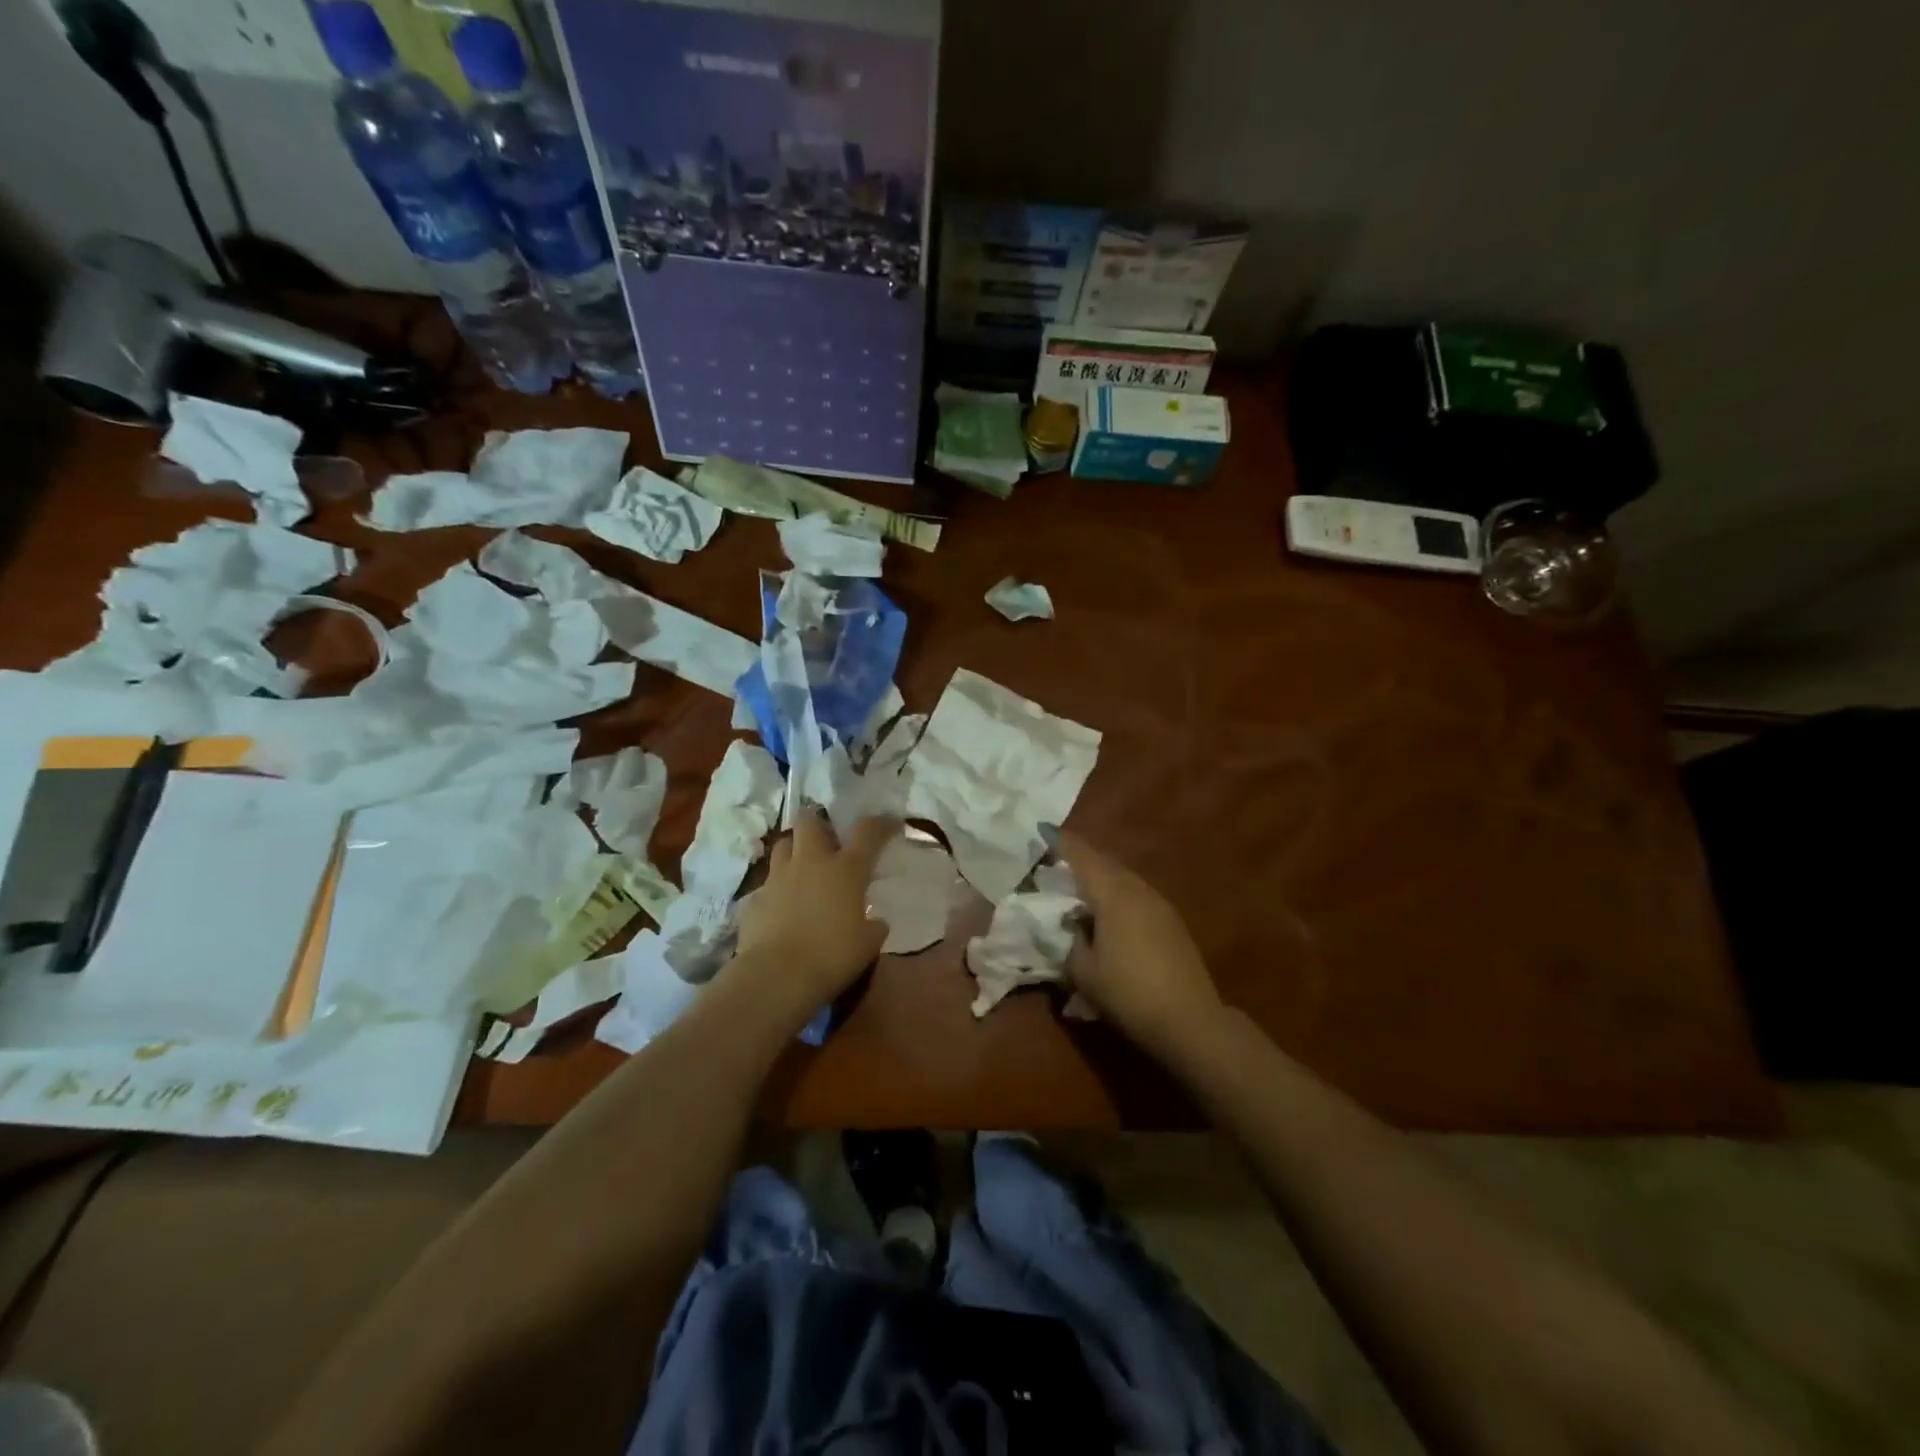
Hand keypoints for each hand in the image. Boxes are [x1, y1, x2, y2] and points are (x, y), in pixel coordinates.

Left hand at [732, 811, 898, 1010]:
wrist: (777, 976)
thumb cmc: (832, 956)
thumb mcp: (868, 944)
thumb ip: (874, 926)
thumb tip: (876, 921)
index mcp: (846, 869)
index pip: (868, 832)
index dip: (881, 824)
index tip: (889, 825)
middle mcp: (811, 862)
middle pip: (809, 820)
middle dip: (819, 824)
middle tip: (829, 842)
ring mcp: (779, 877)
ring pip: (783, 844)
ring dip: (795, 849)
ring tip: (803, 868)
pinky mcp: (756, 897)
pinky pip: (768, 882)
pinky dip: (779, 887)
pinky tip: (784, 905)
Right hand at [1058, 832, 1226, 1063]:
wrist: (1189, 1020)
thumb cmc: (1128, 993)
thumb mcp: (1083, 971)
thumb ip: (1070, 940)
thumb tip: (1071, 924)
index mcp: (1113, 894)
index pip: (1082, 857)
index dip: (1061, 843)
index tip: (1042, 830)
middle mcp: (1138, 890)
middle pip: (1104, 863)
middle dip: (1080, 858)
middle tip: (1056, 861)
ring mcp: (1159, 904)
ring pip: (1123, 878)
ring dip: (1100, 877)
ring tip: (1080, 888)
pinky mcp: (1171, 922)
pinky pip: (1137, 894)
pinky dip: (1117, 893)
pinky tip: (1109, 913)